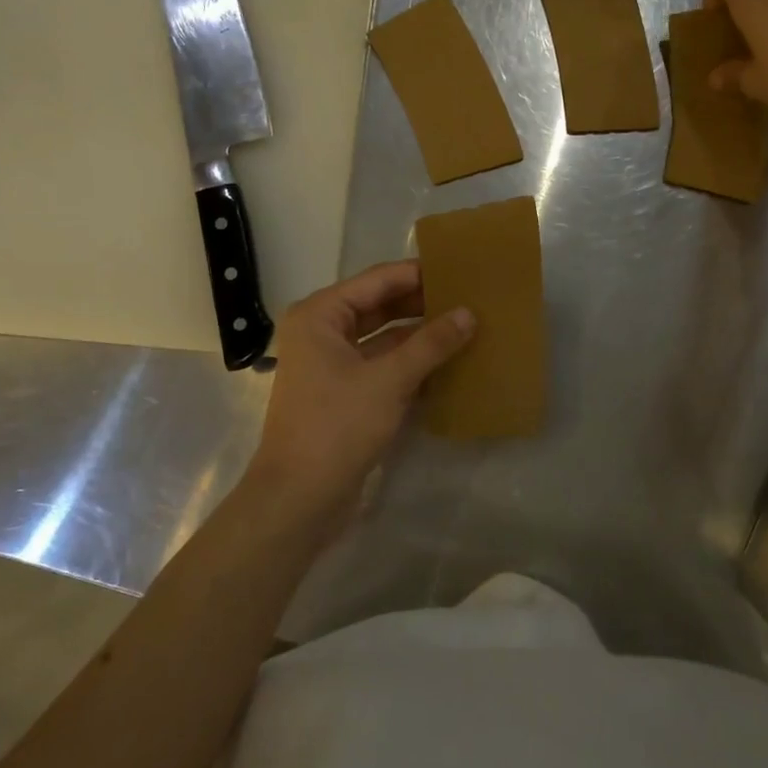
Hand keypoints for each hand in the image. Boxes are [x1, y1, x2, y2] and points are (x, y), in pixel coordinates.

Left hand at [249, 261, 473, 525]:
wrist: (298, 499)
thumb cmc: (337, 426)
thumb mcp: (389, 380)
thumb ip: (431, 343)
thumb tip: (469, 313)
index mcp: (320, 315)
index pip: (378, 280)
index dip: (419, 273)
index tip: (460, 268)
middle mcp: (322, 331)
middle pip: (380, 305)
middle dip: (422, 303)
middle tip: (469, 296)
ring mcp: (332, 364)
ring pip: (384, 337)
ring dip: (420, 334)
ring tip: (466, 325)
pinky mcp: (344, 393)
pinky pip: (383, 364)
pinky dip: (411, 362)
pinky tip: (449, 362)